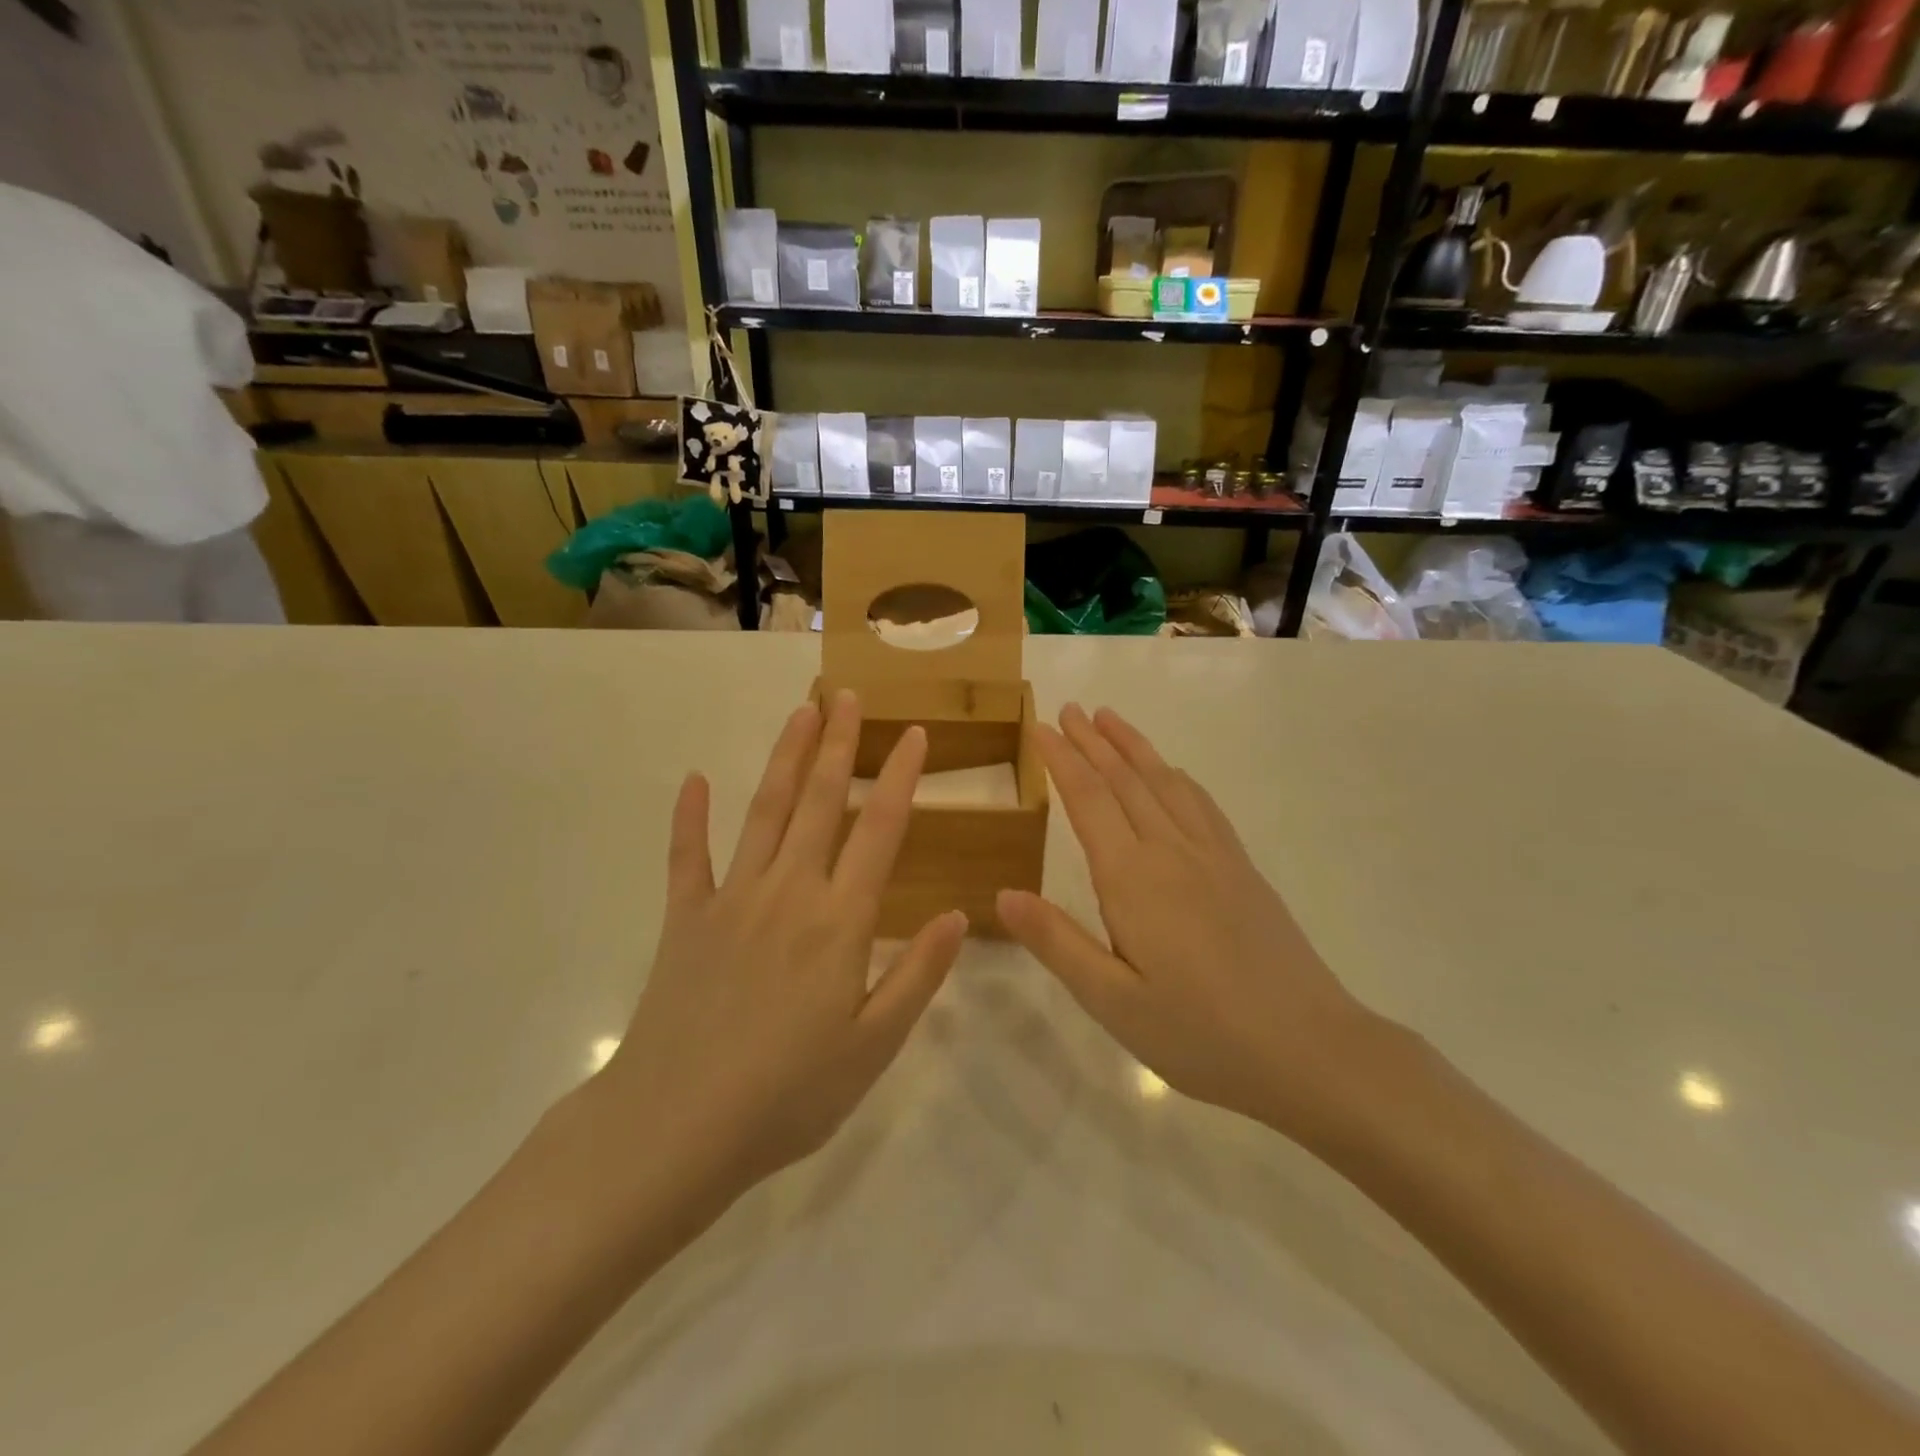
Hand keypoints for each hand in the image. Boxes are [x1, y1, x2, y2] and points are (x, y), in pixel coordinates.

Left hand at [595, 690, 966, 1202]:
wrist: (675, 1129)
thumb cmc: (788, 1095)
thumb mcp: (873, 1046)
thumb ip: (918, 975)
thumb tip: (959, 915)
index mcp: (840, 921)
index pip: (879, 830)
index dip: (899, 778)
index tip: (915, 735)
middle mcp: (789, 892)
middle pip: (820, 802)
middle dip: (839, 745)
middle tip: (849, 696)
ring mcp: (732, 899)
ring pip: (764, 812)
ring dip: (785, 759)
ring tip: (801, 714)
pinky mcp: (686, 919)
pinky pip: (688, 857)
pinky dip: (690, 818)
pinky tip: (694, 780)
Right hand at [997, 705, 1386, 1143]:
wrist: (1310, 1050)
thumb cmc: (1200, 1034)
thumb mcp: (1113, 1002)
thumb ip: (1057, 942)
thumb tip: (1002, 894)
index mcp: (1133, 879)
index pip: (1089, 800)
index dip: (1063, 760)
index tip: (1042, 728)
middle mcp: (1171, 852)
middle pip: (1126, 780)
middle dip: (1094, 741)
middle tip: (1070, 708)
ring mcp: (1214, 857)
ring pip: (1165, 783)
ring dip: (1134, 747)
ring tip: (1111, 718)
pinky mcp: (1242, 870)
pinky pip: (1202, 805)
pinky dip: (1177, 777)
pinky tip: (1172, 773)